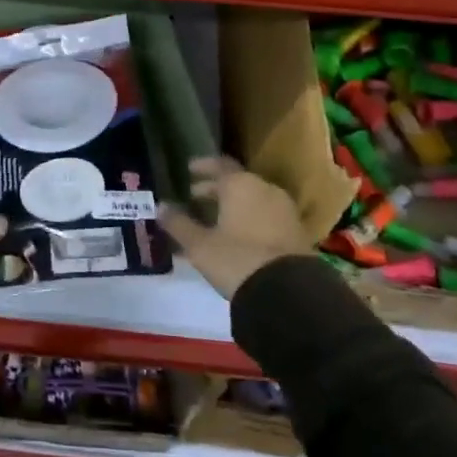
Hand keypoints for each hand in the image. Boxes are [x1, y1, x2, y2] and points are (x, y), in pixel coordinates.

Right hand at [158, 156, 314, 299]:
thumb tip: (161, 206)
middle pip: (236, 182)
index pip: (219, 164)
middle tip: (193, 197)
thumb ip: (178, 223)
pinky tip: (235, 237)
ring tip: (213, 220)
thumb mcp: (199, 244)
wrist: (289, 292)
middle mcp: (265, 189)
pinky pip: (265, 216)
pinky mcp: (296, 232)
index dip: (202, 167)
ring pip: (252, 200)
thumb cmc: (237, 258)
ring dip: (232, 206)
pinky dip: (248, 220)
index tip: (188, 170)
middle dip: (214, 189)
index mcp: (241, 184)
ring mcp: (284, 210)